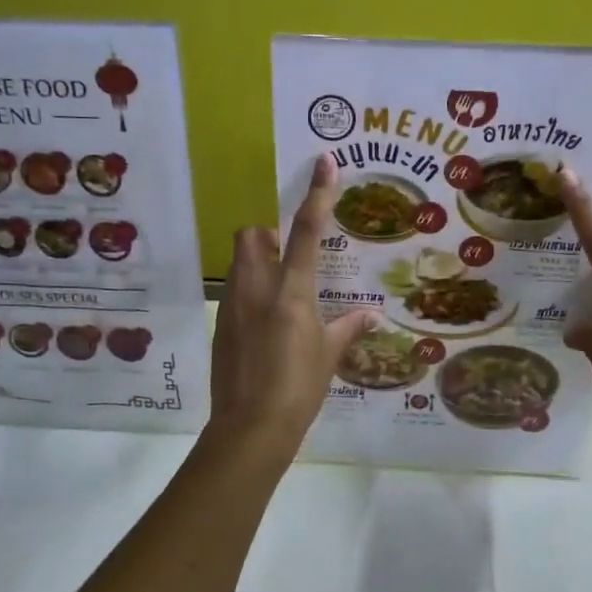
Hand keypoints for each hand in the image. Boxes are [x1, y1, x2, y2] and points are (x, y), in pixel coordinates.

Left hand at [209, 154, 374, 461]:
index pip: (307, 231)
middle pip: (251, 234)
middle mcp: (257, 288)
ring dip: (257, 260)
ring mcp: (233, 305)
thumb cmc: (299, 388)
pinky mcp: (221, 325)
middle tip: (288, 251)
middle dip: (267, 231)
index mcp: (291, 291)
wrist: (250, 428)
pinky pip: (234, 292)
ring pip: (239, 261)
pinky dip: (250, 291)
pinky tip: (266, 322)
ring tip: (280, 288)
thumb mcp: (329, 356)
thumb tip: (371, 315)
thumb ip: (348, 328)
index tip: (324, 163)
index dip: (317, 194)